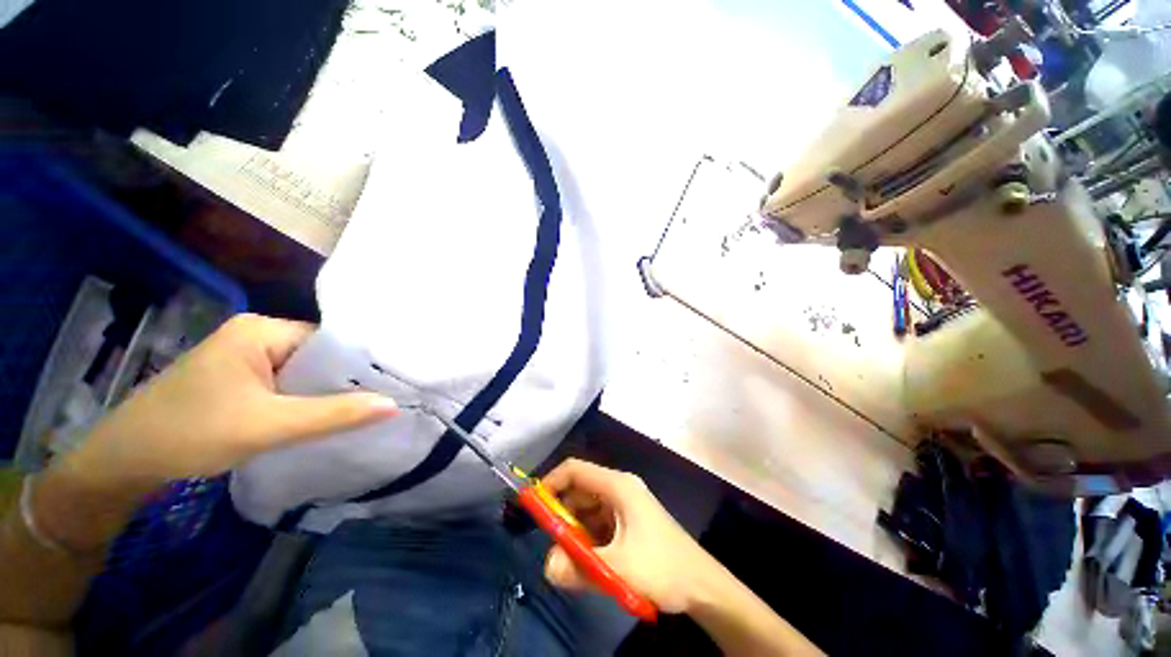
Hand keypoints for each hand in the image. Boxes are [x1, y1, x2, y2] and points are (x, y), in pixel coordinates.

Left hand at [71, 314, 397, 486]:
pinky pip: (287, 383)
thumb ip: (333, 414)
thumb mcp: (267, 426)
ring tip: (362, 408)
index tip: (392, 382)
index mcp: (261, 330)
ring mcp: (246, 356)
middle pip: (318, 355)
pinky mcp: (240, 377)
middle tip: (382, 399)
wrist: (125, 460)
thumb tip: (394, 405)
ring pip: (304, 372)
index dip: (360, 363)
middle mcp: (256, 335)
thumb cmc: (191, 433)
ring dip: (325, 392)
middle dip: (344, 380)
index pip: (330, 340)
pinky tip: (321, 415)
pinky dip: (305, 399)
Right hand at [540, 458, 721, 613]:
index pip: (576, 469)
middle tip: (554, 544)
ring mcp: (625, 505)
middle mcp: (620, 488)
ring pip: (588, 509)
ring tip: (572, 560)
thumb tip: (547, 566)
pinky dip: (588, 539)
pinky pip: (599, 523)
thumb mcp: (618, 569)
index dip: (552, 482)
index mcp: (618, 485)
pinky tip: (589, 562)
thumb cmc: (662, 567)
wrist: (702, 586)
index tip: (533, 507)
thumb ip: (579, 568)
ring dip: (576, 531)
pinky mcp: (629, 521)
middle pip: (580, 490)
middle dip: (563, 515)